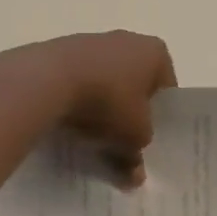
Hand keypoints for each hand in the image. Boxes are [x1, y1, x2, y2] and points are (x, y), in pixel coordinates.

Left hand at [31, 31, 176, 184]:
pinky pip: (79, 80)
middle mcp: (128, 40)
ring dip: (102, 107)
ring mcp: (93, 42)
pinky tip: (70, 122)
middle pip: (135, 84)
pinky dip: (78, 99)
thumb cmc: (108, 101)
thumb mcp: (133, 136)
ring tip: (92, 137)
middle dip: (129, 113)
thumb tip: (135, 175)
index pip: (166, 88)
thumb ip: (138, 155)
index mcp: (155, 52)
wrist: (49, 79)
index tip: (147, 139)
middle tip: (122, 142)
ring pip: (106, 82)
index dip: (160, 117)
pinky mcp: (63, 50)